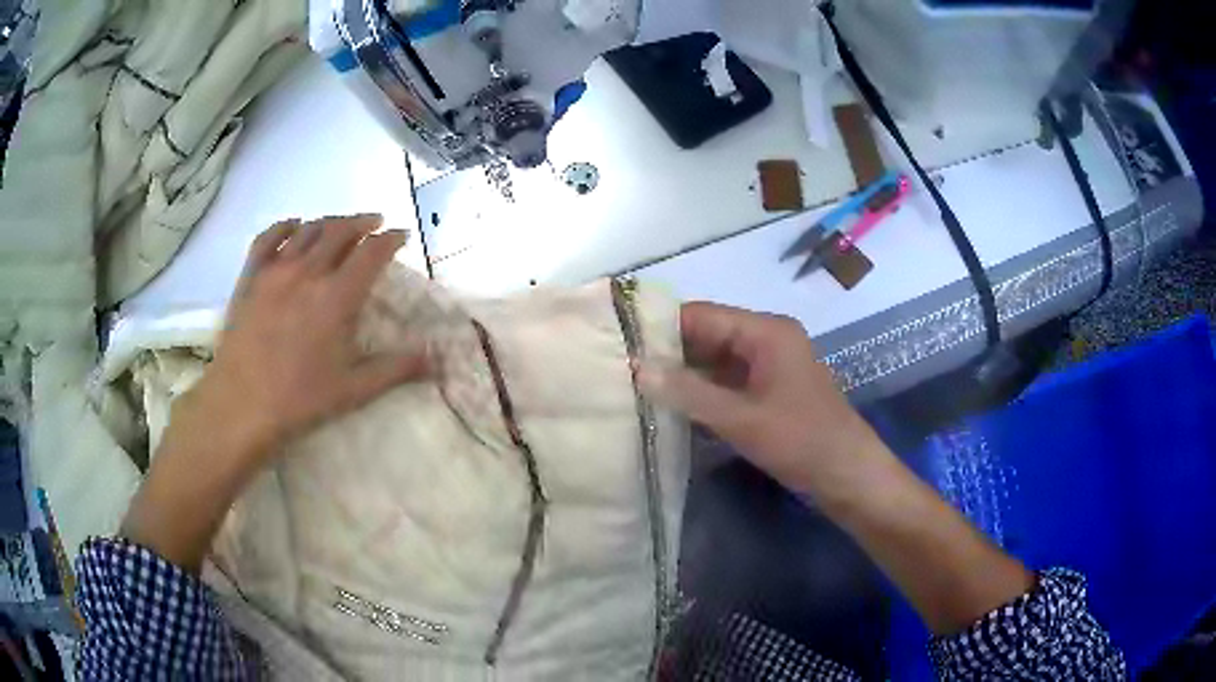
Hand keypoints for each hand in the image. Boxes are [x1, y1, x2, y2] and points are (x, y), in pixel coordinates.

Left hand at [197, 214, 429, 458]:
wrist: (241, 406)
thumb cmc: (299, 400)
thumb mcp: (354, 390)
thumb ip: (396, 369)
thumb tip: (436, 360)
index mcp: (337, 296)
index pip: (372, 252)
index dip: (391, 238)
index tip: (401, 236)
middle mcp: (308, 272)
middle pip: (340, 230)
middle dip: (362, 222)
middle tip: (374, 225)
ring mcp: (275, 271)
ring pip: (308, 230)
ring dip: (329, 223)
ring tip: (340, 227)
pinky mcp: (250, 278)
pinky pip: (268, 238)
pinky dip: (285, 226)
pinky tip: (294, 226)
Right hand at [639, 301, 887, 497]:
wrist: (847, 475)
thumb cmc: (801, 440)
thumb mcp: (741, 418)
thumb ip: (688, 392)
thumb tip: (636, 368)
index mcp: (766, 331)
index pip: (702, 315)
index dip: (661, 325)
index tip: (619, 341)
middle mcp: (766, 339)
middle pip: (707, 335)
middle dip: (668, 352)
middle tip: (620, 368)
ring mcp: (768, 366)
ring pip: (715, 361)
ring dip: (683, 374)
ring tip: (634, 386)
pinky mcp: (768, 391)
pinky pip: (727, 382)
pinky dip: (701, 392)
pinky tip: (670, 405)